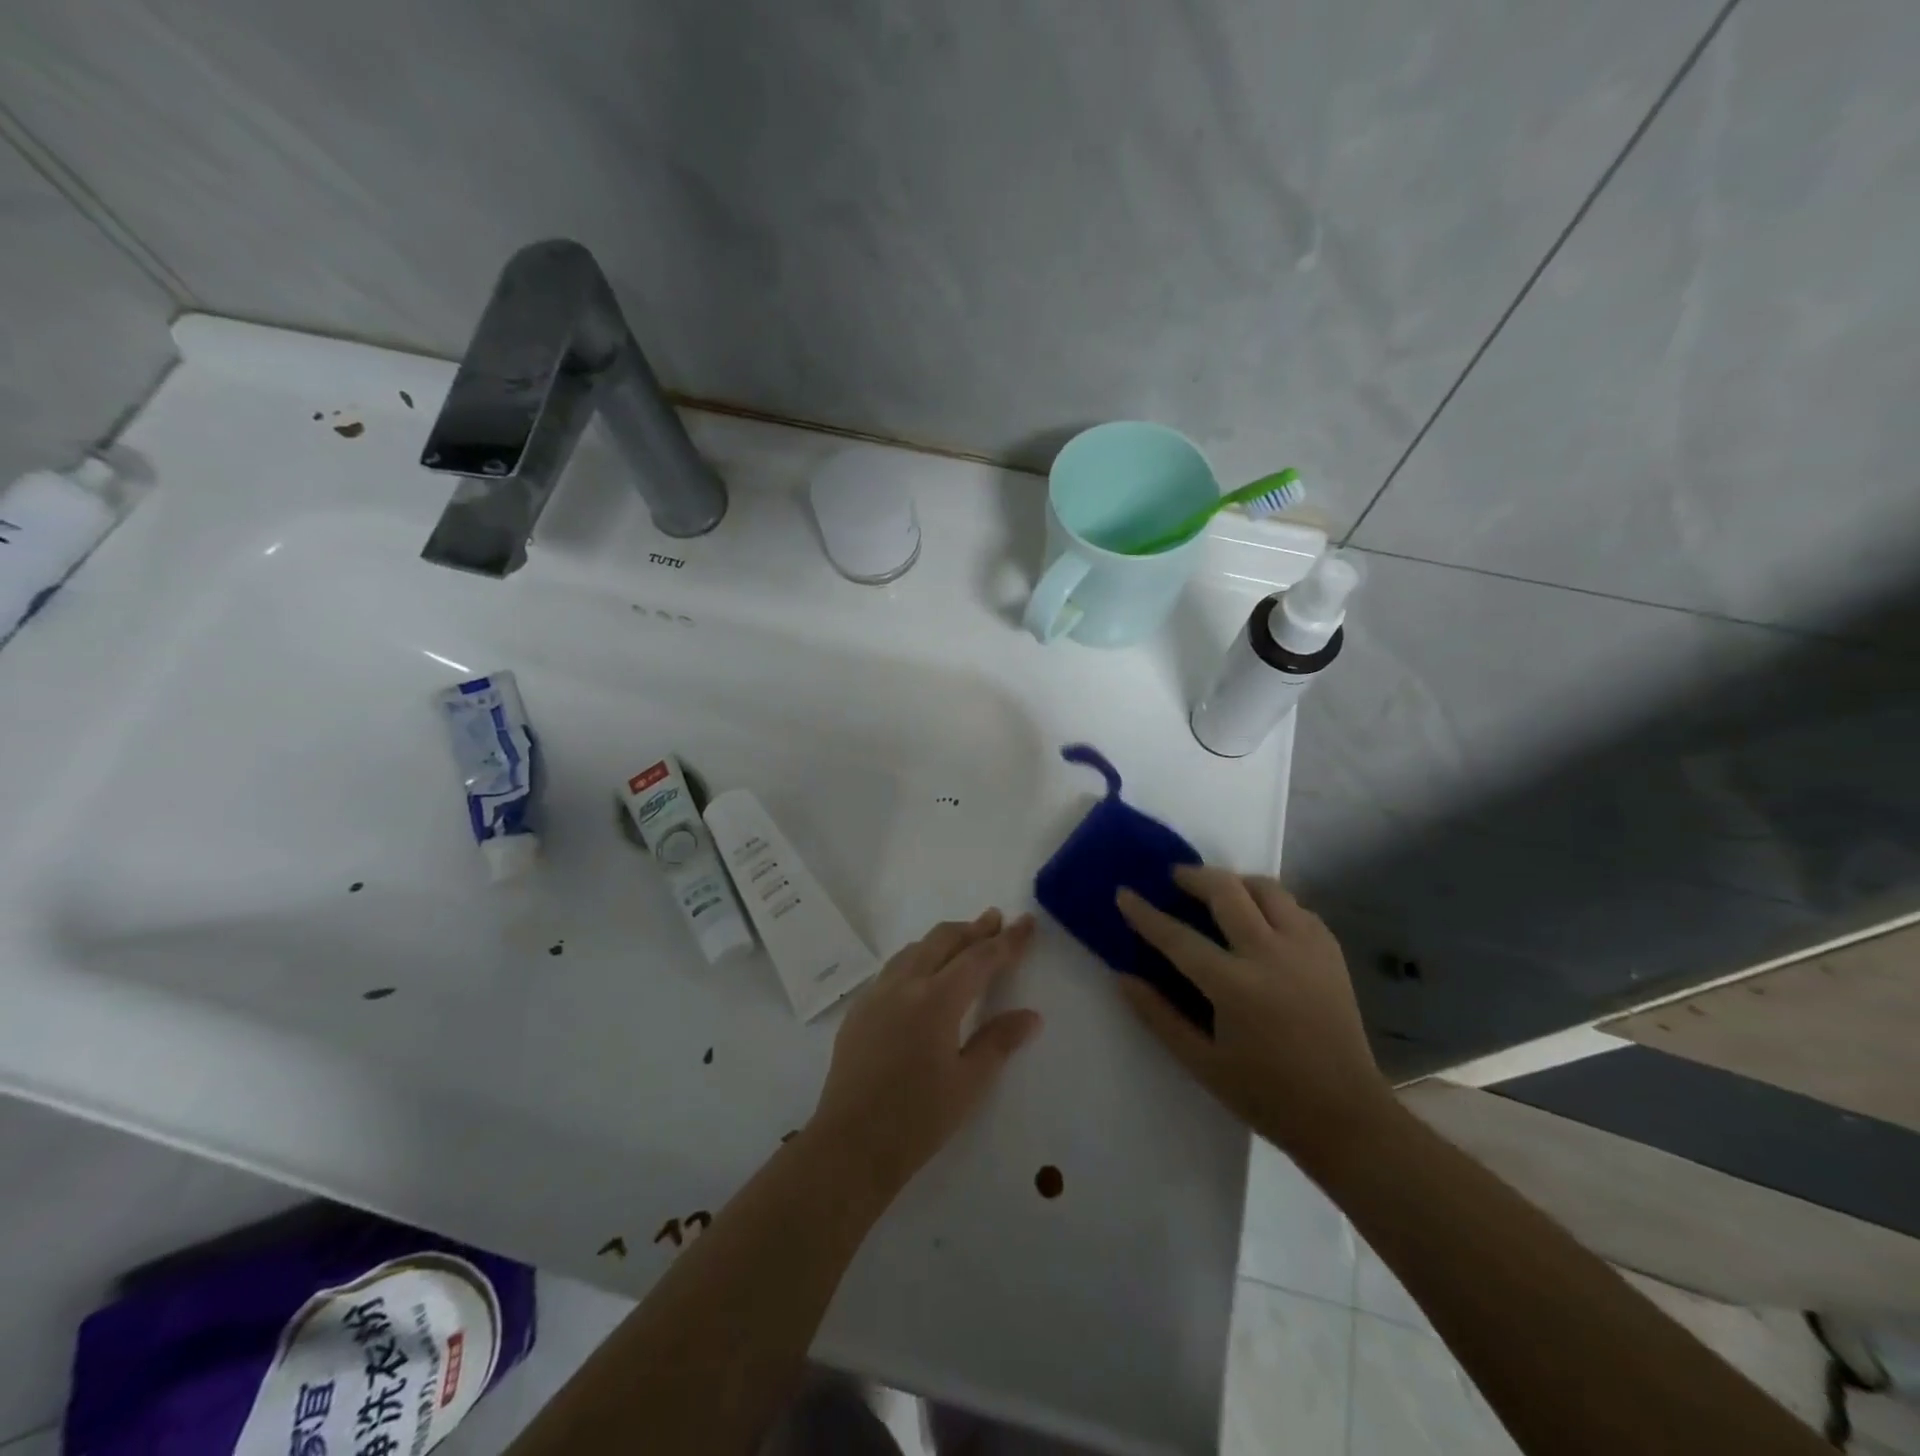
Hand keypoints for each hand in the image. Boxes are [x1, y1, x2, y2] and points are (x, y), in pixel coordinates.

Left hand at [810, 909, 1042, 1195]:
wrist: (850, 1145)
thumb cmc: (917, 1119)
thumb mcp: (968, 1083)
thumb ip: (999, 1041)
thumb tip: (1031, 1015)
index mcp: (937, 1000)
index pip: (980, 958)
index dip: (1007, 940)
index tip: (1026, 921)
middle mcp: (905, 985)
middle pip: (943, 940)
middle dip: (973, 928)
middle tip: (995, 919)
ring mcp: (877, 994)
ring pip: (914, 949)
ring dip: (943, 939)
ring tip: (963, 939)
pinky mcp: (859, 1010)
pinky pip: (893, 968)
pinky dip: (917, 957)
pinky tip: (922, 973)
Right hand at [1116, 867, 1391, 1161]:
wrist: (1346, 1116)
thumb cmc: (1267, 1095)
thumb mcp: (1202, 1063)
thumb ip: (1158, 1016)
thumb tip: (1123, 977)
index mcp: (1235, 986)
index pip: (1178, 937)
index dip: (1145, 914)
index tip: (1124, 893)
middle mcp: (1271, 954)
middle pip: (1226, 891)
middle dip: (1193, 876)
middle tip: (1173, 878)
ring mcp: (1306, 948)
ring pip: (1267, 888)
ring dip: (1235, 882)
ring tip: (1218, 893)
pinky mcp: (1331, 952)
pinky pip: (1296, 908)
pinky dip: (1271, 903)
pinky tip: (1261, 920)